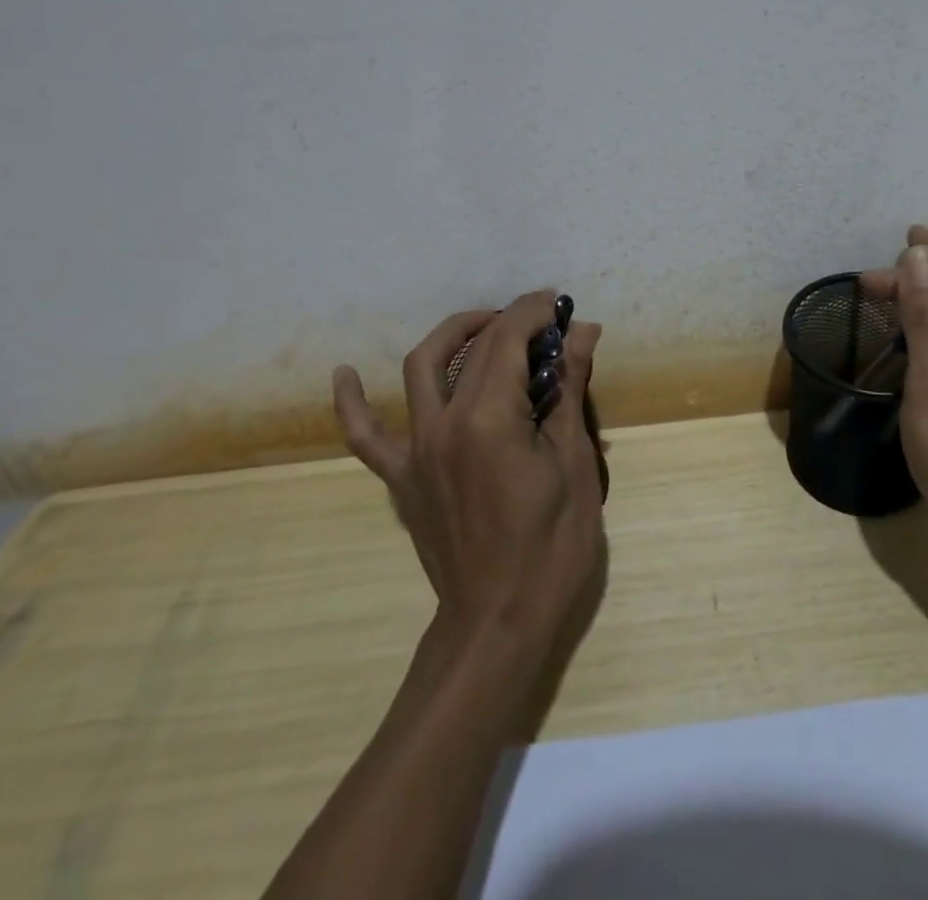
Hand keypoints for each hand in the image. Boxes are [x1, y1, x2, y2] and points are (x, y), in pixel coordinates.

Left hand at [333, 292, 606, 651]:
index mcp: (489, 419)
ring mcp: (415, 449)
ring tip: (484, 326)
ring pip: (422, 367)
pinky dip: (352, 402)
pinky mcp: (400, 476)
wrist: (498, 623)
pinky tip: (344, 373)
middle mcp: (443, 423)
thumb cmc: (551, 548)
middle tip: (541, 322)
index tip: (558, 303)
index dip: (534, 312)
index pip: (508, 339)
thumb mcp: (572, 464)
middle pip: (473, 348)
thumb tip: (583, 332)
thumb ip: (569, 391)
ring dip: (453, 334)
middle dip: (509, 321)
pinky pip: (365, 435)